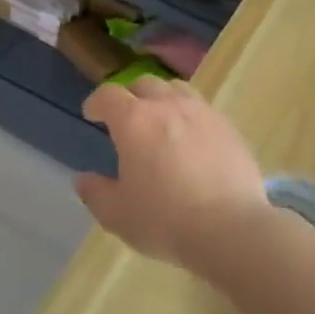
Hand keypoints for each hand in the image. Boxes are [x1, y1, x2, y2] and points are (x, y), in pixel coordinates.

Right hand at [74, 77, 268, 270]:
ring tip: (161, 119)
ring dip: (162, 98)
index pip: (108, 95)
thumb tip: (83, 179)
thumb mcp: (117, 215)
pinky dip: (190, 116)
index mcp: (134, 121)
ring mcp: (202, 113)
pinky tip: (193, 140)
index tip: (92, 114)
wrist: (231, 229)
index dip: (97, 102)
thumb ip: (95, 193)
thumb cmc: (165, 220)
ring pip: (177, 89)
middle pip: (144, 84)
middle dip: (130, 96)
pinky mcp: (229, 128)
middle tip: (127, 117)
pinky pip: (204, 110)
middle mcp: (167, 106)